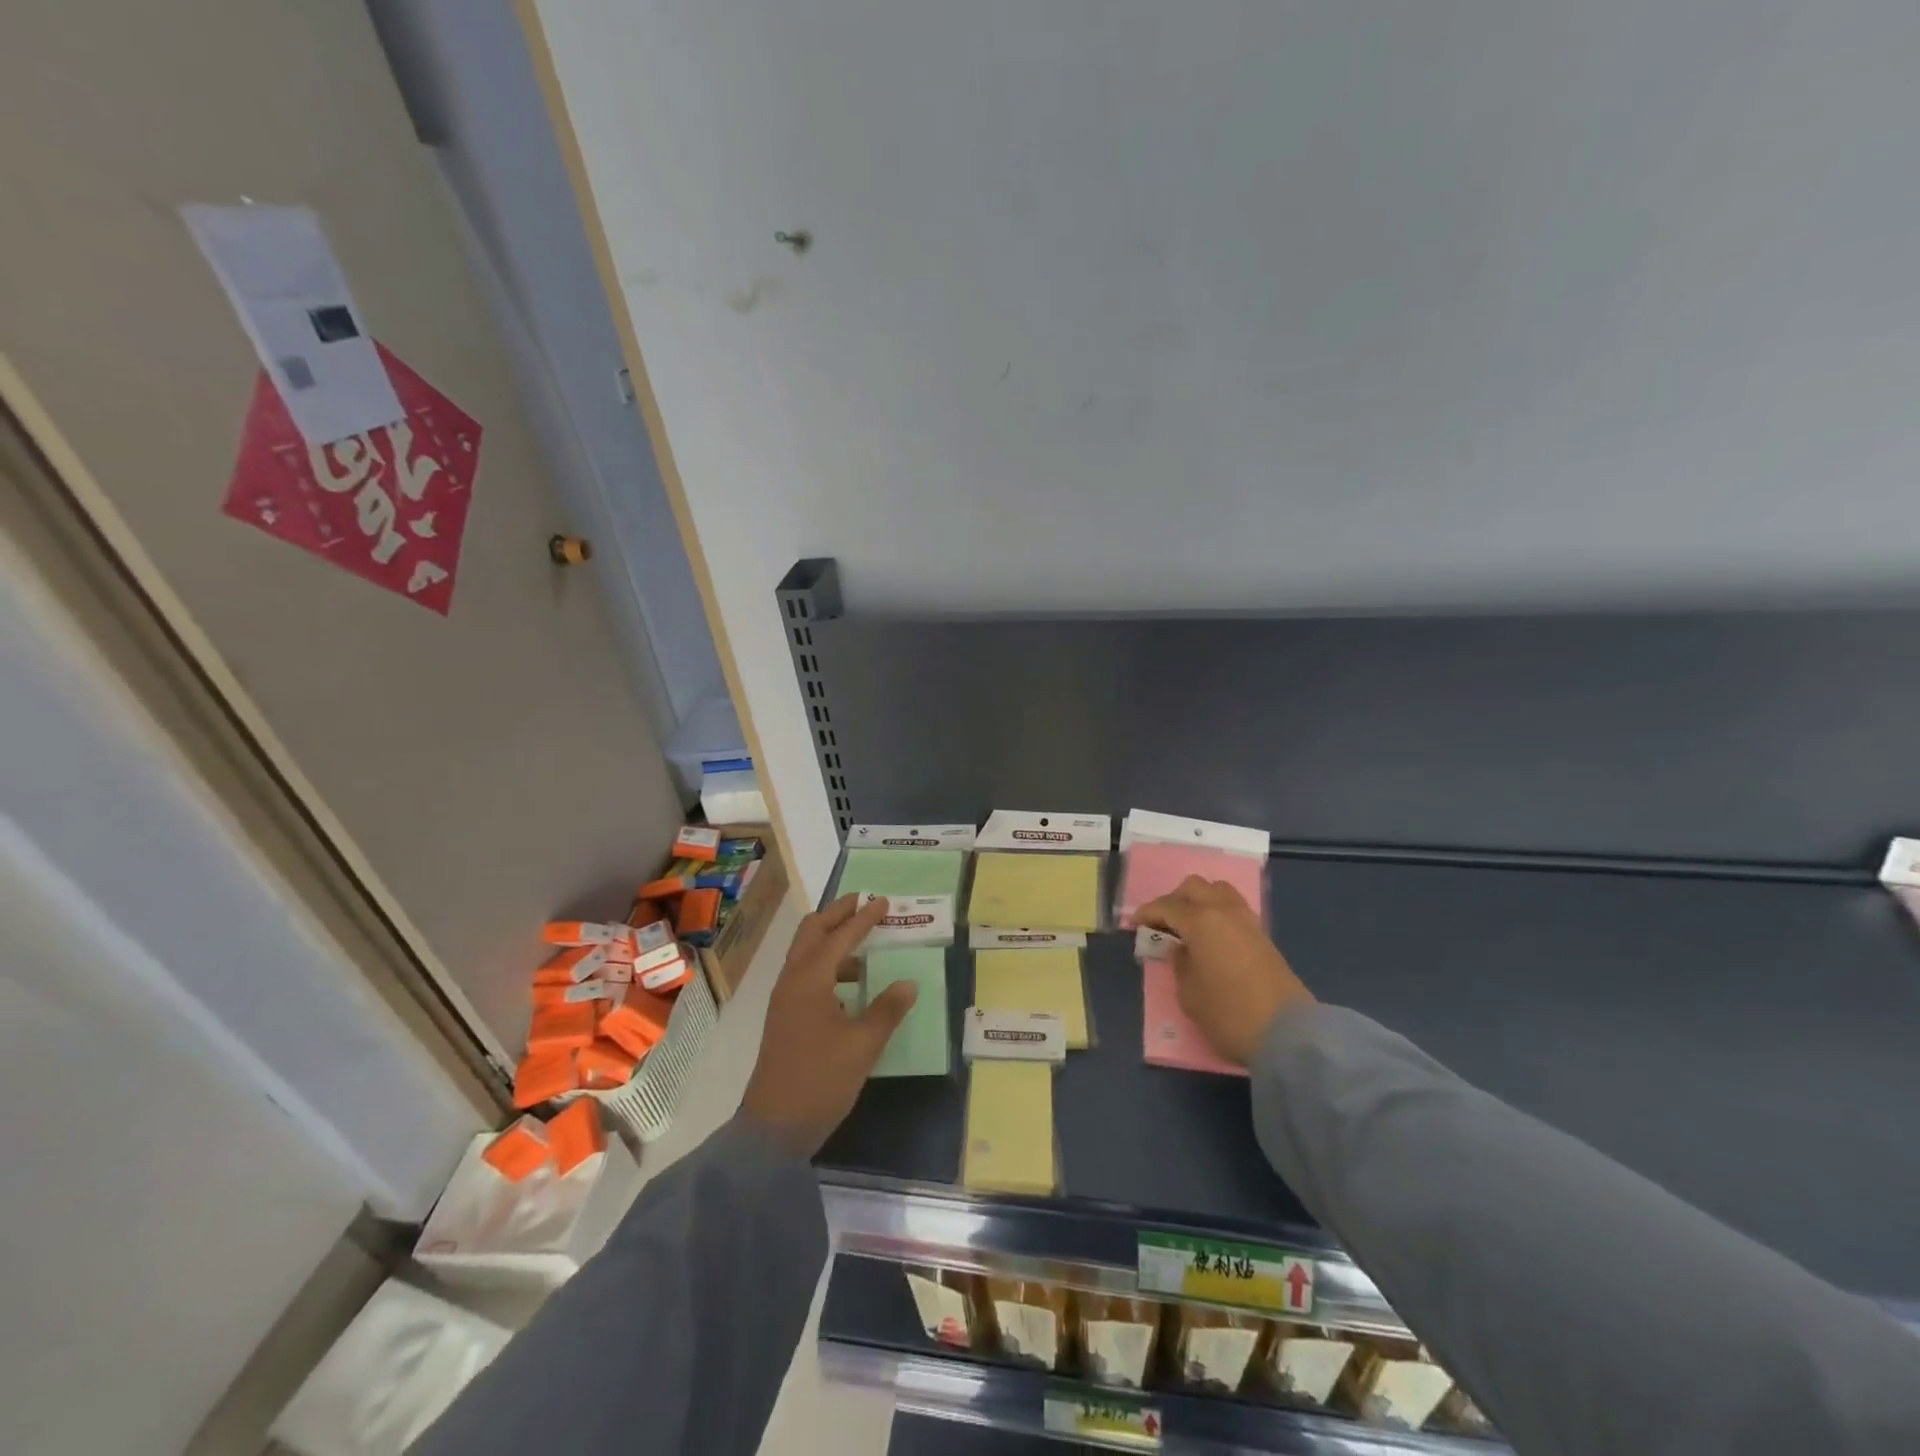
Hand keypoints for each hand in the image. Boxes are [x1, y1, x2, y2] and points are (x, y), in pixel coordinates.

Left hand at [740, 894, 917, 1156]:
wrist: (774, 1128)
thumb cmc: (820, 1081)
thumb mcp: (863, 1046)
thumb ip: (887, 1010)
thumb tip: (908, 983)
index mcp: (810, 980)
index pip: (841, 936)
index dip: (864, 917)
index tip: (883, 902)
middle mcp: (793, 980)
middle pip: (812, 932)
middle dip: (837, 914)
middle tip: (863, 903)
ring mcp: (784, 999)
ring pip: (806, 952)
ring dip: (831, 939)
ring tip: (863, 945)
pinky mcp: (784, 1017)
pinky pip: (805, 974)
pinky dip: (827, 965)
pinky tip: (850, 985)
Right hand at [1136, 875, 1313, 1065]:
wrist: (1288, 1034)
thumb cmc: (1229, 1014)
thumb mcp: (1189, 994)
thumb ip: (1180, 964)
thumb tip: (1181, 949)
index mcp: (1201, 921)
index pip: (1167, 906)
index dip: (1147, 913)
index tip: (1134, 924)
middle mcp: (1224, 911)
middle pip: (1194, 887)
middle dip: (1174, 900)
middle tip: (1162, 923)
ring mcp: (1248, 921)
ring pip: (1218, 891)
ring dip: (1199, 900)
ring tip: (1188, 925)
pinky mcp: (1263, 935)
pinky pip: (1233, 908)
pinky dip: (1217, 912)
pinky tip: (1211, 935)